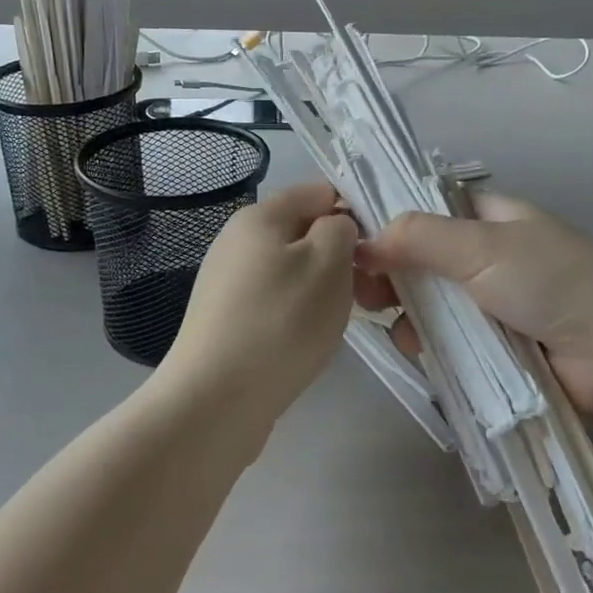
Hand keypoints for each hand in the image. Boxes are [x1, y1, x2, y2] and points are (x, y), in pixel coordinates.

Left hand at [160, 182, 358, 418]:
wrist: (215, 400)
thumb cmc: (281, 321)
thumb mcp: (328, 262)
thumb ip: (340, 229)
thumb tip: (334, 227)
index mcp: (259, 216)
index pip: (317, 192)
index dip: (353, 212)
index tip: (377, 250)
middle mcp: (236, 241)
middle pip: (303, 233)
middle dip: (339, 256)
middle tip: (366, 292)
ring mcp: (227, 283)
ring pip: (291, 270)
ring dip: (321, 289)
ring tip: (337, 321)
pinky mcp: (225, 320)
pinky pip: (274, 302)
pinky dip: (297, 314)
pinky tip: (306, 342)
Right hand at [354, 194, 592, 414]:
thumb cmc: (552, 282)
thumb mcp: (484, 246)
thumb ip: (419, 237)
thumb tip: (362, 240)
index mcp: (490, 217)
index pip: (427, 210)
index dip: (390, 224)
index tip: (356, 247)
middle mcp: (487, 256)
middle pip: (421, 260)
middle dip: (392, 276)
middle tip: (368, 294)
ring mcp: (489, 303)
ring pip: (429, 303)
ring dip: (407, 313)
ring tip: (397, 327)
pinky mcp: (492, 345)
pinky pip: (446, 339)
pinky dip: (428, 343)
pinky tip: (417, 350)